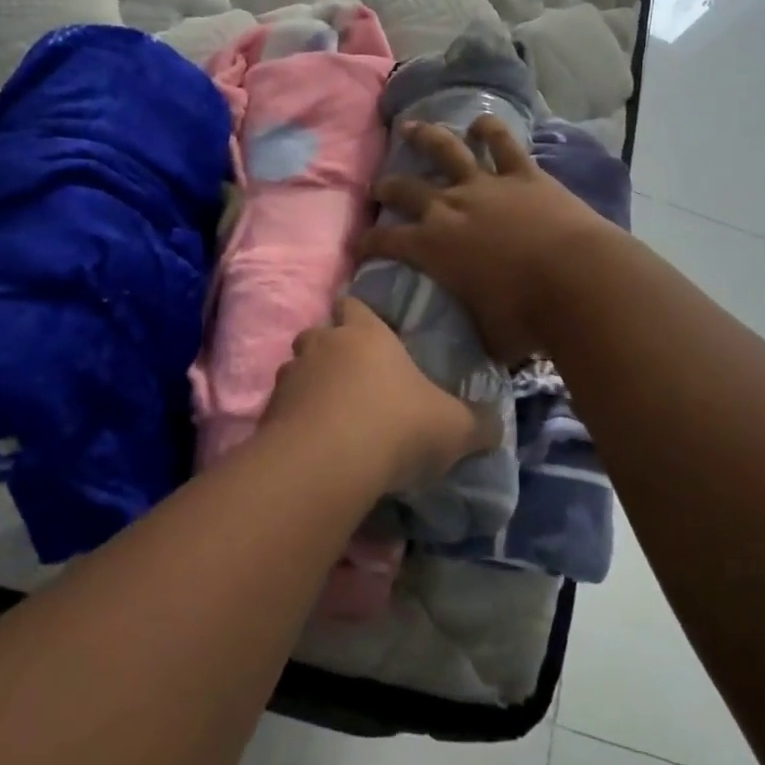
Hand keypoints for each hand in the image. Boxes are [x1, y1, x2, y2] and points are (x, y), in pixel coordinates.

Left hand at [266, 297, 497, 494]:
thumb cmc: (398, 425)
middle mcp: (323, 344)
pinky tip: (313, 445)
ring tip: (330, 416)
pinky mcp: (268, 413)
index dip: (359, 315)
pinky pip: (282, 408)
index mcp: (365, 332)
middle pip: (318, 334)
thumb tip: (495, 426)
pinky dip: (294, 420)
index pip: (353, 303)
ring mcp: (290, 376)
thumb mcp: (454, 427)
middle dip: (330, 351)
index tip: (370, 333)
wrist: (328, 461)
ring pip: (296, 370)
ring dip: (309, 386)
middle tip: (352, 380)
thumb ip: (478, 423)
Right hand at [358, 117, 618, 363]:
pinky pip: (503, 145)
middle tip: (378, 187)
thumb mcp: (487, 334)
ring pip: (447, 150)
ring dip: (426, 137)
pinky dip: (491, 130)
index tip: (359, 246)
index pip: (386, 241)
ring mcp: (486, 185)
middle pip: (406, 189)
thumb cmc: (526, 317)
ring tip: (412, 127)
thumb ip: (475, 329)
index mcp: (433, 247)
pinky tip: (482, 123)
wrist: (577, 281)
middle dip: (387, 188)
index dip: (368, 243)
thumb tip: (476, 342)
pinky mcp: (523, 175)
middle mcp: (450, 207)